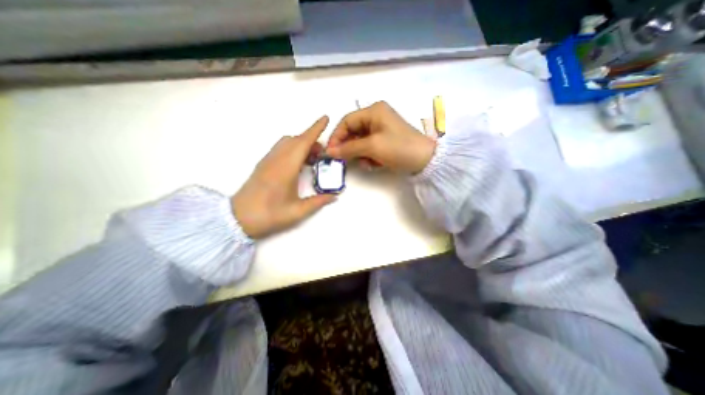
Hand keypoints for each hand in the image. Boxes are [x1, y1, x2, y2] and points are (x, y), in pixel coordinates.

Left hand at [232, 115, 334, 238]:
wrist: (238, 218)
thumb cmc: (269, 215)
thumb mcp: (297, 211)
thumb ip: (318, 202)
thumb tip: (334, 196)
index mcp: (286, 168)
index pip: (303, 142)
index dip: (315, 129)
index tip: (325, 118)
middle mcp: (276, 159)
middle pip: (296, 140)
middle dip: (312, 140)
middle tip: (324, 153)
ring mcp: (268, 161)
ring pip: (287, 142)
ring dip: (302, 144)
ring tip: (312, 159)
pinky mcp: (263, 164)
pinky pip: (281, 148)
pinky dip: (293, 148)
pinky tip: (298, 164)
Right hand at [327, 100, 436, 172]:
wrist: (425, 160)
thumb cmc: (398, 148)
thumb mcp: (372, 147)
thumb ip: (349, 148)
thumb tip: (329, 151)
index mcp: (373, 111)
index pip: (346, 121)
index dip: (336, 136)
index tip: (330, 152)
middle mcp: (376, 117)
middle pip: (353, 132)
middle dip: (350, 147)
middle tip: (346, 161)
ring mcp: (381, 129)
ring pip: (360, 142)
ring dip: (361, 154)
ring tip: (368, 163)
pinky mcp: (385, 140)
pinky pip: (370, 147)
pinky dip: (369, 156)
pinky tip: (375, 163)